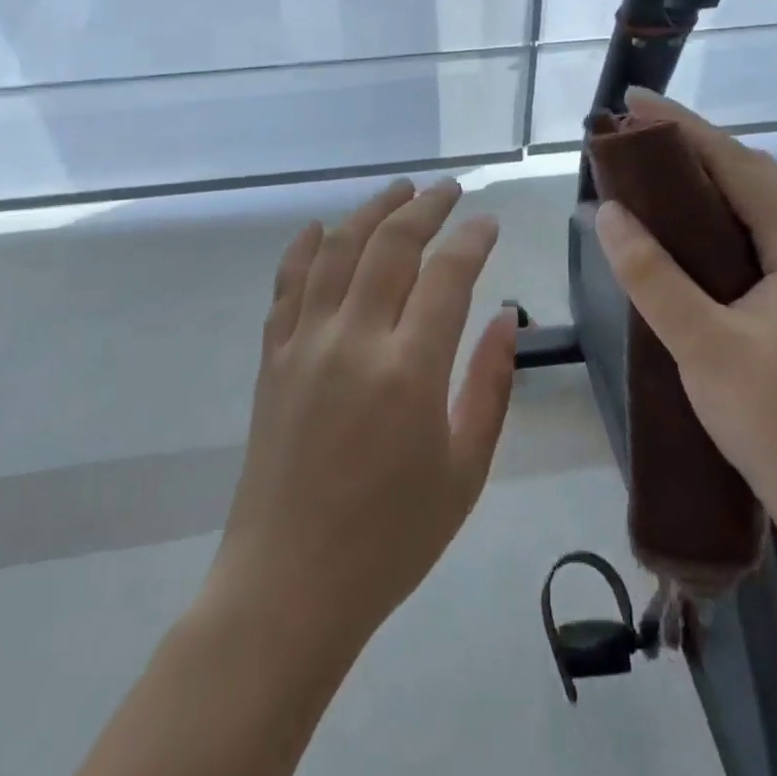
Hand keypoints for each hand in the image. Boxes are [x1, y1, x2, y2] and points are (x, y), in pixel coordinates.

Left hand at [209, 178, 518, 651]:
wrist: (290, 585)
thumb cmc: (391, 538)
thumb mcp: (465, 470)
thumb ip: (490, 384)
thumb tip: (504, 315)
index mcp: (409, 371)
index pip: (447, 274)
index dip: (471, 238)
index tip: (488, 221)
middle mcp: (354, 341)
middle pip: (390, 245)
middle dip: (424, 207)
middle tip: (448, 190)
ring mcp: (304, 344)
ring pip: (337, 250)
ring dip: (370, 211)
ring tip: (398, 190)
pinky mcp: (272, 358)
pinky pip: (287, 285)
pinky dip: (304, 248)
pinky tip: (320, 228)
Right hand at [592, 92, 776, 535]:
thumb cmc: (775, 422)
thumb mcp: (703, 345)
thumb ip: (653, 276)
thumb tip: (608, 212)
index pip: (739, 165)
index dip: (686, 128)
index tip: (636, 103)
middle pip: (750, 176)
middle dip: (693, 145)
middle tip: (635, 133)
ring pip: (752, 206)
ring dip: (704, 178)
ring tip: (650, 167)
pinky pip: (749, 236)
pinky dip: (712, 215)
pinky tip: (680, 227)